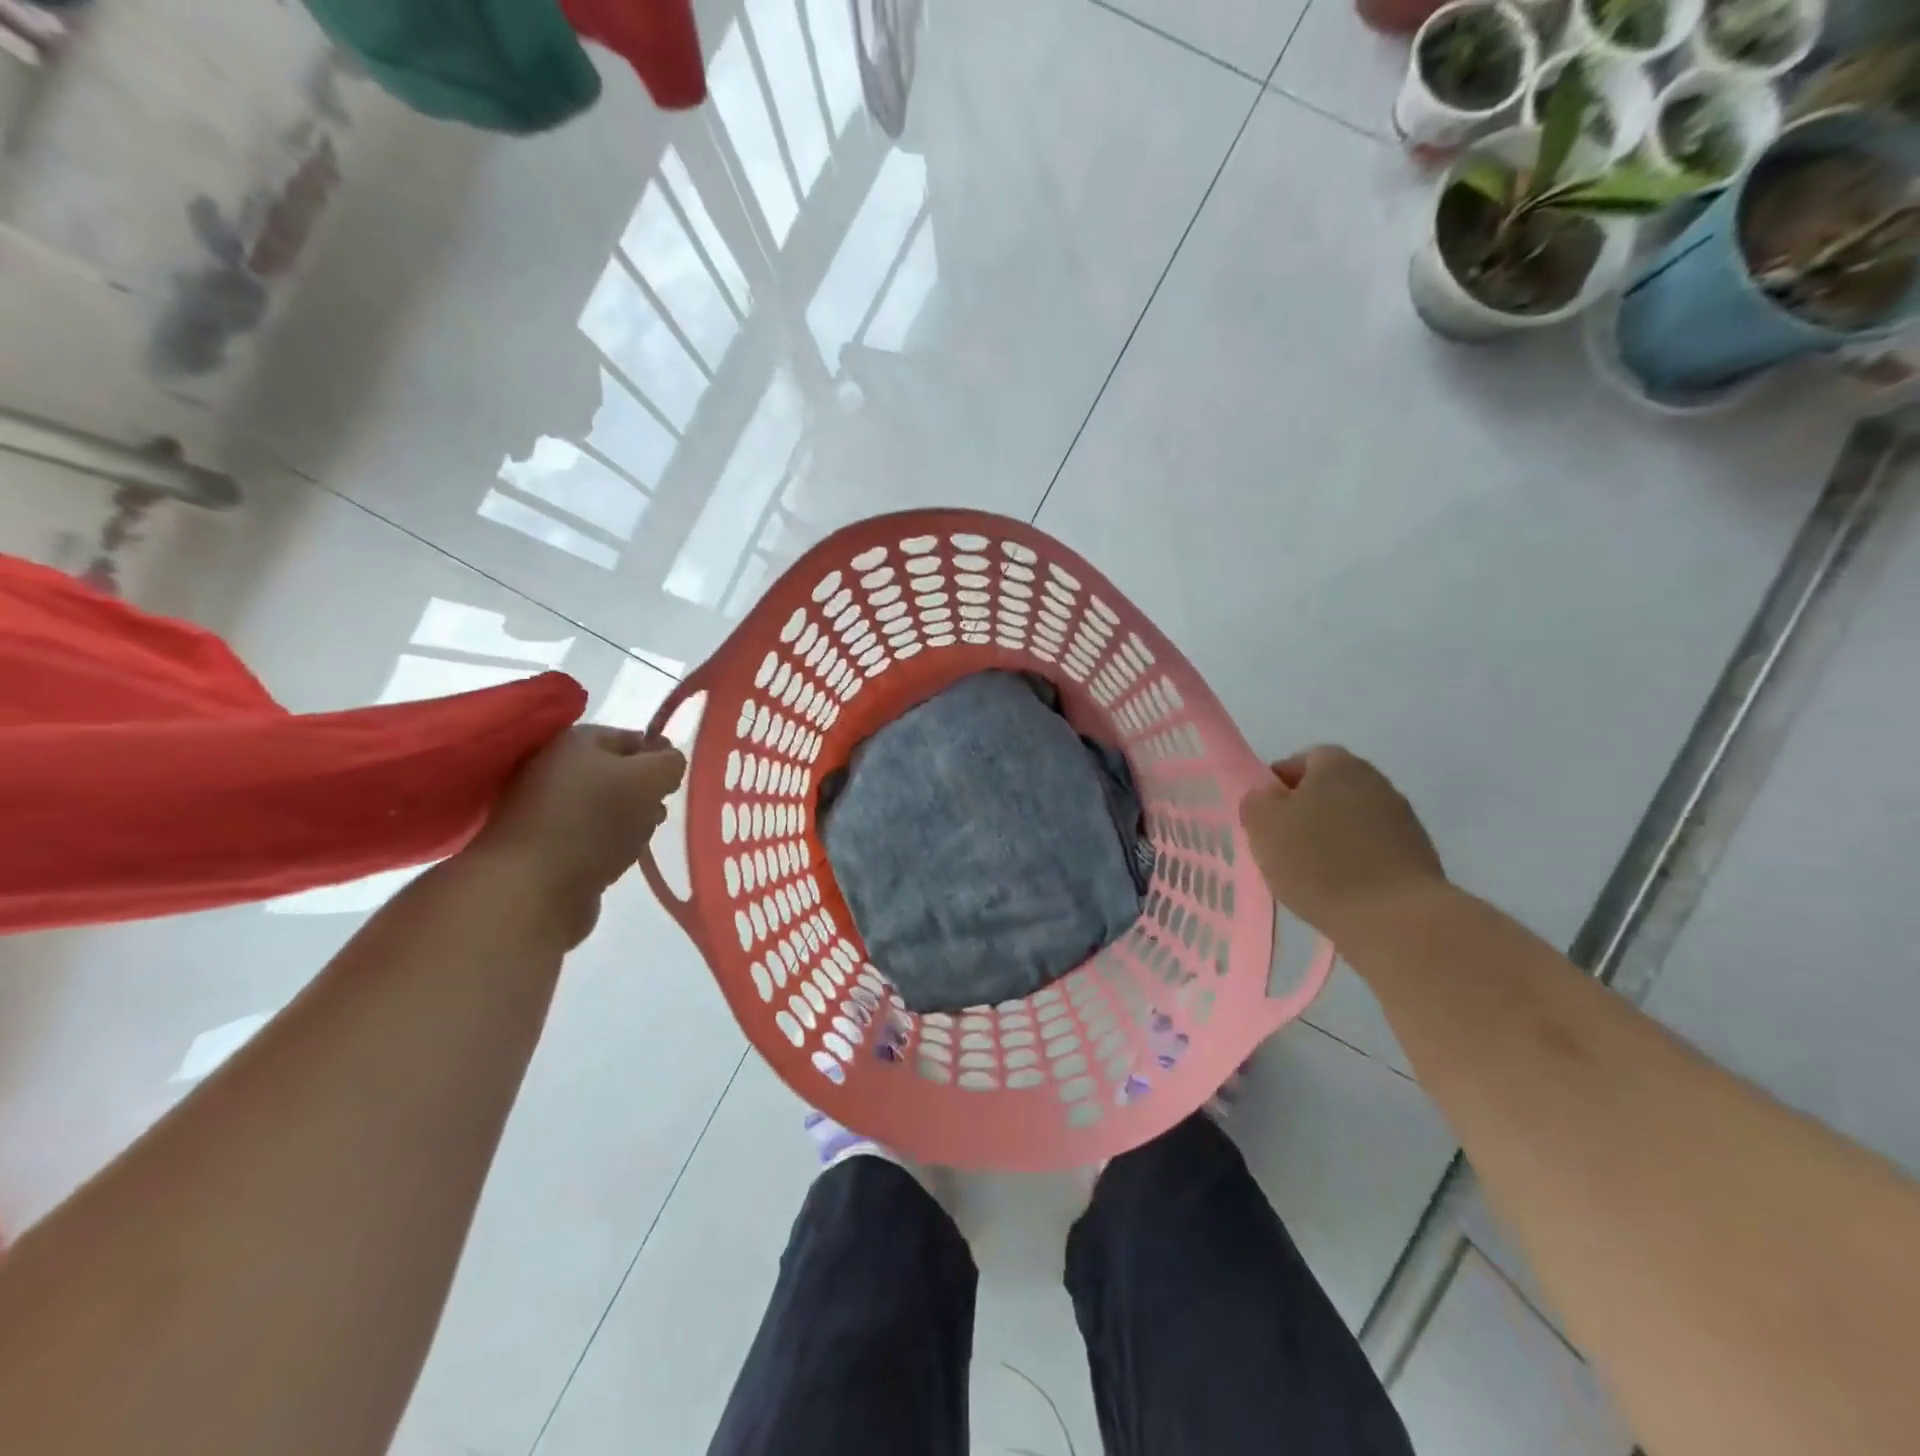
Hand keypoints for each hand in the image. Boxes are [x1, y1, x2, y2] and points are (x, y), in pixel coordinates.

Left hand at [472, 726, 686, 939]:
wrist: (531, 888)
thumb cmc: (594, 821)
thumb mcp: (649, 779)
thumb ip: (670, 763)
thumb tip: (669, 763)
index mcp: (574, 740)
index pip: (633, 738)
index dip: (660, 757)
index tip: (676, 783)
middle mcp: (552, 766)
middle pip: (618, 773)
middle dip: (645, 792)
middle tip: (657, 811)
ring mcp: (542, 806)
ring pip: (606, 806)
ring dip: (629, 820)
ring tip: (637, 839)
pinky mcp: (541, 843)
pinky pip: (589, 834)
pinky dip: (607, 843)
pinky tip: (616, 858)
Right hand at [1239, 746, 1445, 942]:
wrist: (1396, 918)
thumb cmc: (1319, 863)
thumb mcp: (1264, 826)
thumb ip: (1257, 801)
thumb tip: (1266, 795)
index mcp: (1337, 764)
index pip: (1300, 761)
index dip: (1277, 787)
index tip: (1264, 818)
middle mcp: (1374, 781)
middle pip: (1328, 791)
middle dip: (1304, 814)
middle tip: (1282, 847)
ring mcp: (1401, 818)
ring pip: (1350, 821)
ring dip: (1331, 840)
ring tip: (1311, 876)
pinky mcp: (1418, 855)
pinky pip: (1373, 850)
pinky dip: (1355, 863)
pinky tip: (1342, 891)